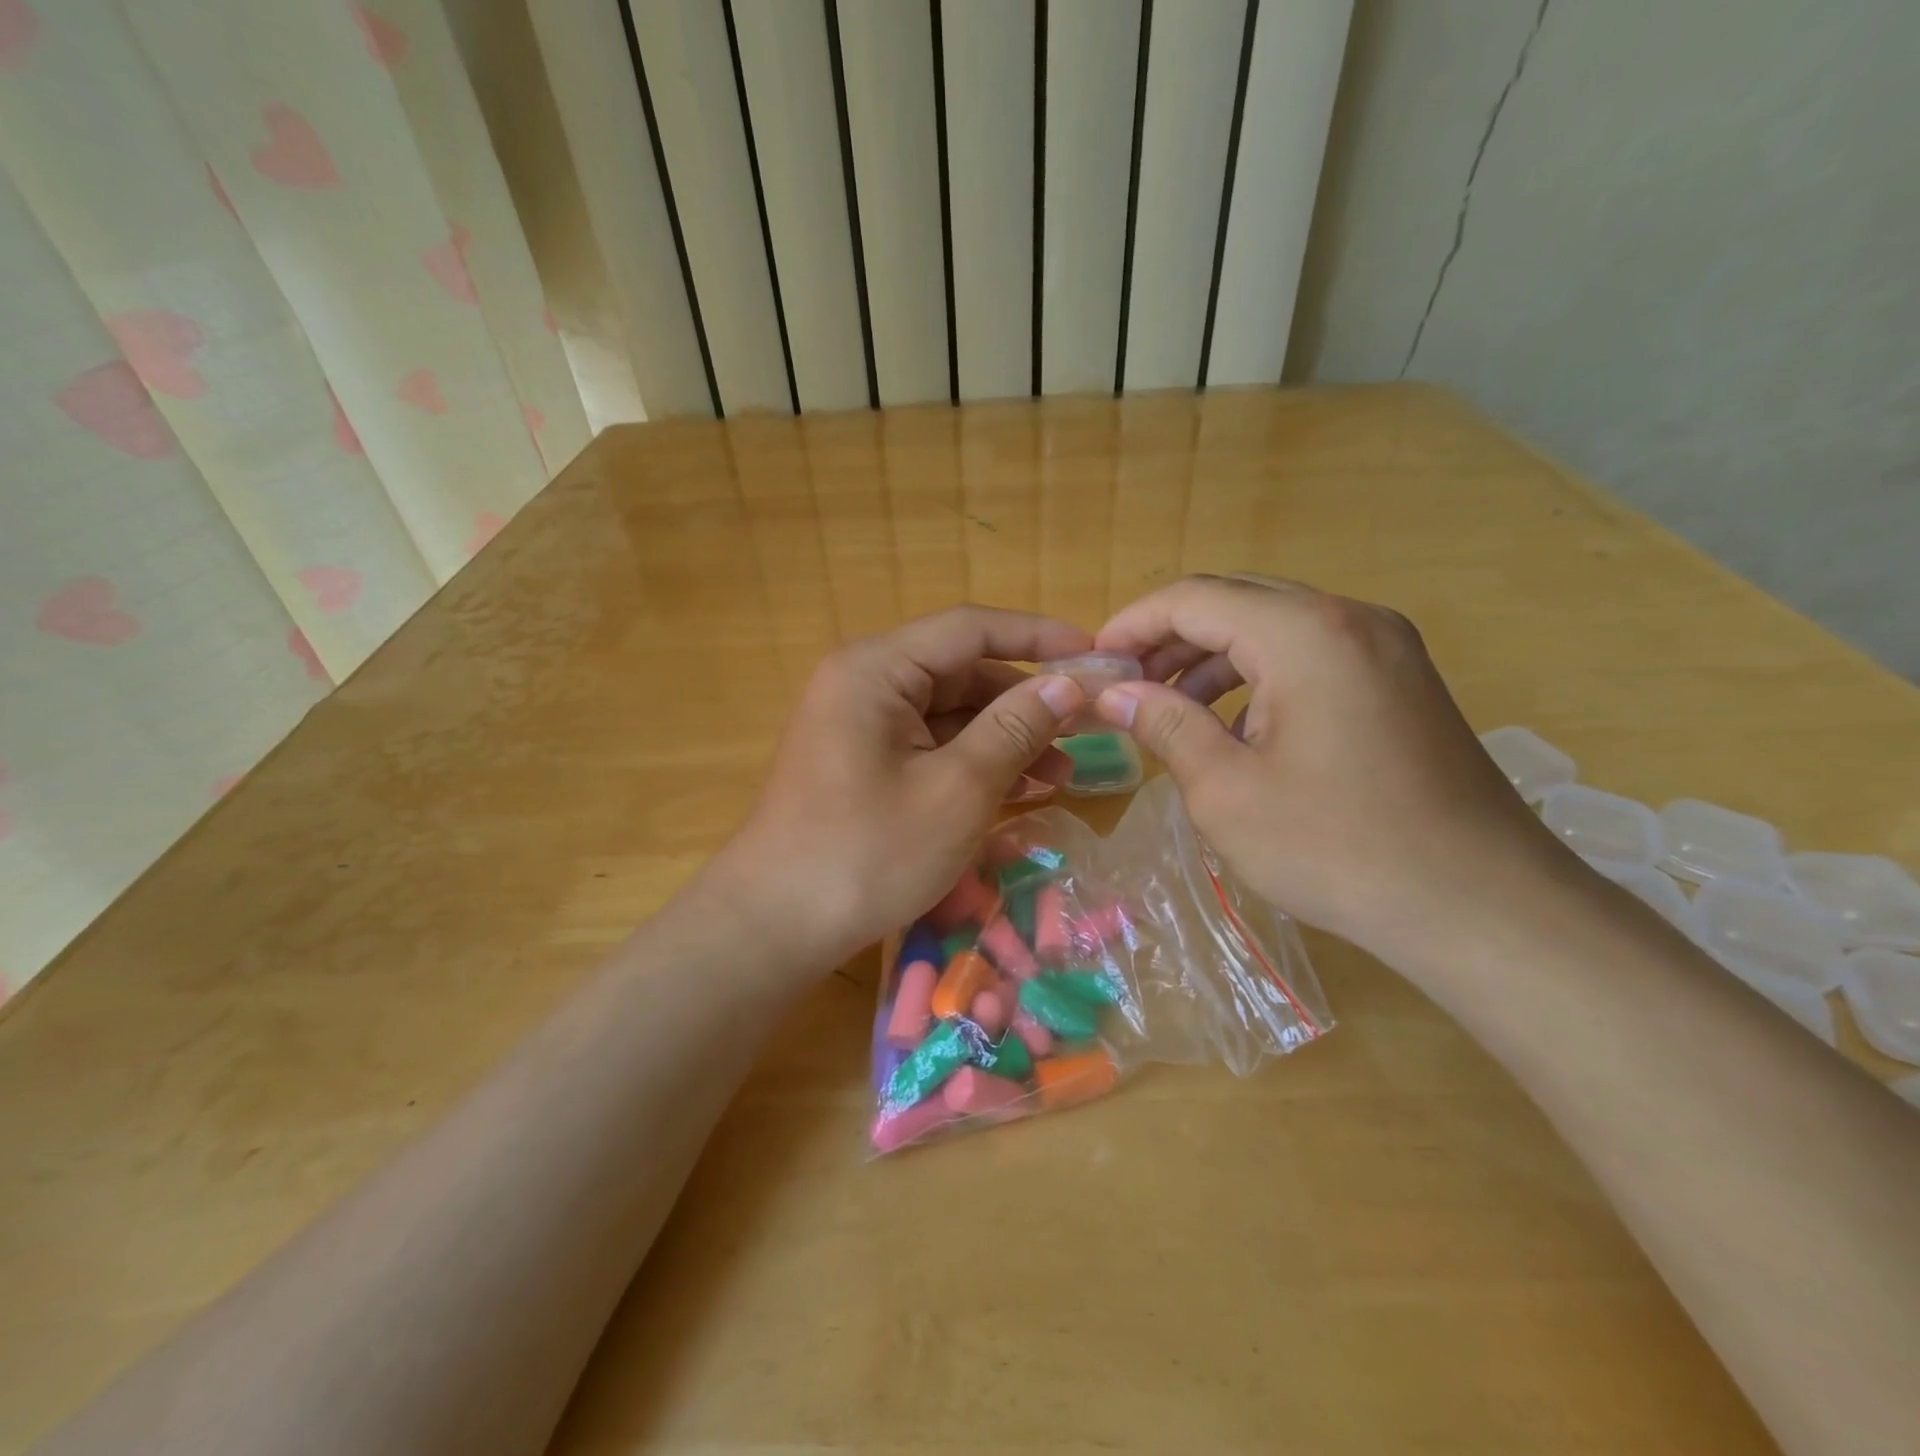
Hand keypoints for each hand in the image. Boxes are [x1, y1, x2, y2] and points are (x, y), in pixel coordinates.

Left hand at [707, 606, 1089, 971]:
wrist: (775, 928)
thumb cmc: (868, 854)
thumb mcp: (957, 790)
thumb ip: (1015, 729)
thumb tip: (1069, 685)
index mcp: (877, 669)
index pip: (969, 629)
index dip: (1037, 637)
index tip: (1094, 655)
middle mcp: (864, 683)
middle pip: (960, 672)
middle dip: (1024, 700)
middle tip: (1086, 728)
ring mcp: (860, 725)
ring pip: (948, 714)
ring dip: (1005, 738)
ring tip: (1061, 775)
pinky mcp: (862, 763)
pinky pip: (929, 746)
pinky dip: (973, 763)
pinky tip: (1018, 790)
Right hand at [1091, 575, 1565, 959]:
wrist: (1482, 906)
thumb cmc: (1338, 848)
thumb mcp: (1226, 791)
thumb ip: (1165, 725)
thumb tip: (1114, 693)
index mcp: (1304, 633)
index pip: (1195, 598)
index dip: (1133, 623)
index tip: (1094, 661)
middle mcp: (1350, 619)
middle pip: (1236, 601)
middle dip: (1170, 638)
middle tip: (1125, 683)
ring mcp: (1385, 647)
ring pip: (1274, 626)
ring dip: (1212, 657)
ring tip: (1169, 707)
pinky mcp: (1401, 681)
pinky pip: (1311, 654)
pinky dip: (1259, 675)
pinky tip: (1234, 725)